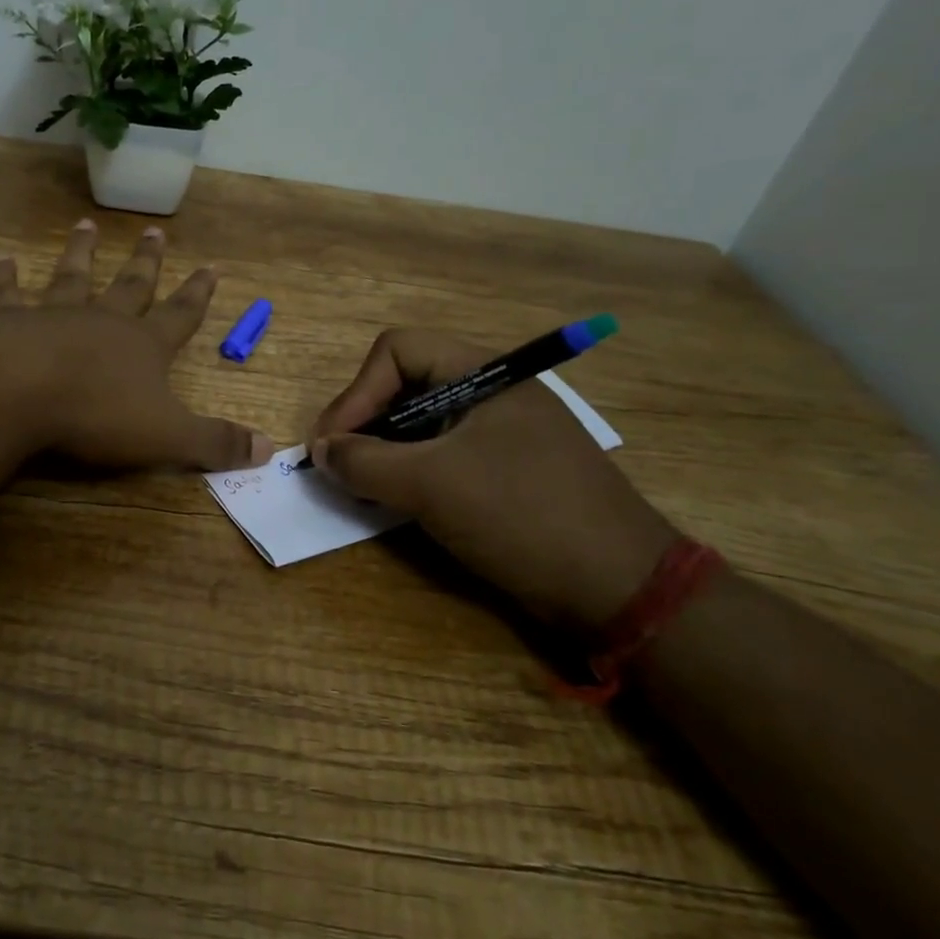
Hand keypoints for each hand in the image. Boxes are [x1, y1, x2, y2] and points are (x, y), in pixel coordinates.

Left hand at [0, 220, 273, 471]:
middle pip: (130, 285)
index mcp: (144, 346)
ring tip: (85, 226)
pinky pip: (8, 294)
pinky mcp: (6, 322)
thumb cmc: (97, 414)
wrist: (18, 391)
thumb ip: (214, 442)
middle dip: (145, 261)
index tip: (211, 266)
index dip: (198, 294)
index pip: (181, 314)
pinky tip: (4, 261)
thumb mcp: (168, 437)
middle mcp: (102, 320)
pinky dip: (6, 279)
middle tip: (154, 231)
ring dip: (81, 253)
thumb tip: (269, 450)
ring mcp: (53, 315)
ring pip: (72, 277)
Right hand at [310, 329, 677, 634]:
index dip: (357, 392)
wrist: (618, 587)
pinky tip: (397, 502)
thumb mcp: (431, 485)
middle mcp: (491, 393)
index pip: (397, 351)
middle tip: (340, 467)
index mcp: (484, 374)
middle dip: (365, 422)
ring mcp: (500, 433)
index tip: (332, 444)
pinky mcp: (504, 470)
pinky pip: (442, 455)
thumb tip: (320, 451)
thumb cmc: (521, 515)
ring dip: (384, 451)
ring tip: (363, 487)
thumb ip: (364, 461)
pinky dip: (411, 472)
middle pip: (405, 385)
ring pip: (421, 424)